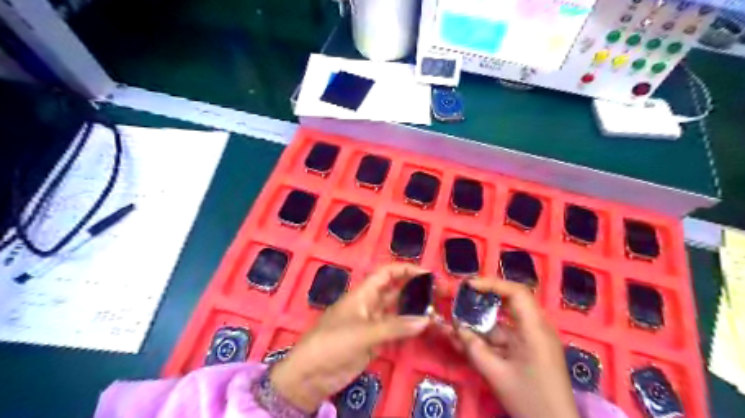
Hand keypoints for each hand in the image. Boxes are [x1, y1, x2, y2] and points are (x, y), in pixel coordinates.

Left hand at [271, 262, 431, 412]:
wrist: (311, 374)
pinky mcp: (374, 341)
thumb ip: (394, 327)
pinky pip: (395, 330)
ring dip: (414, 309)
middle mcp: (370, 304)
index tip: (427, 273)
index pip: (386, 274)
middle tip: (439, 292)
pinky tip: (424, 328)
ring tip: (437, 309)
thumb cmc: (332, 343)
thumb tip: (426, 320)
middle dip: (414, 288)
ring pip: (397, 311)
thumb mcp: (363, 333)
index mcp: (363, 294)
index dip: (405, 269)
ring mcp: (373, 323)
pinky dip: (408, 328)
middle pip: (395, 290)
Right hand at [437, 277, 577, 417]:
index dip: (491, 284)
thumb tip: (455, 328)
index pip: (516, 292)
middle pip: (510, 301)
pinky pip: (506, 335)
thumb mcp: (497, 374)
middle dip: (484, 297)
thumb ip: (473, 348)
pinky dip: (487, 336)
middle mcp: (537, 328)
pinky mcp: (529, 349)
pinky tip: (467, 340)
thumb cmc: (530, 400)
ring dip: (481, 320)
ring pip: (504, 320)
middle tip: (462, 295)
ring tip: (457, 320)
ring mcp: (533, 339)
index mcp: (535, 329)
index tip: (468, 285)